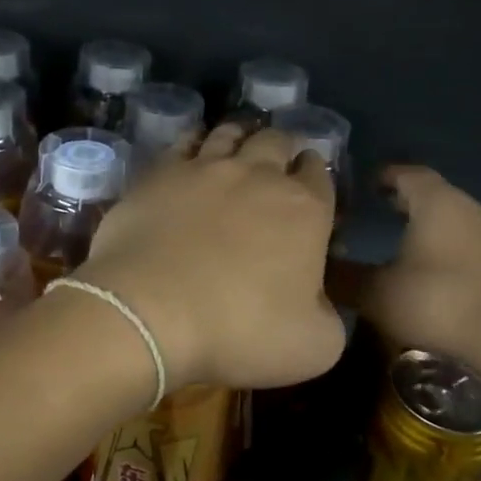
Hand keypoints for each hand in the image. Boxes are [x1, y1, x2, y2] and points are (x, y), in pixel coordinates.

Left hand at [76, 124, 344, 390]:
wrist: (151, 313)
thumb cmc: (240, 330)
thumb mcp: (315, 346)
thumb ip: (329, 316)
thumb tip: (320, 303)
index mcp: (306, 210)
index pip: (321, 175)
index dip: (317, 175)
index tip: (311, 184)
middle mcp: (260, 176)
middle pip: (278, 142)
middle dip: (284, 148)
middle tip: (278, 162)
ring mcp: (207, 168)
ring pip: (231, 134)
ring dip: (242, 136)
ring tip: (240, 144)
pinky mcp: (161, 173)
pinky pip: (183, 142)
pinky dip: (195, 141)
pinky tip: (193, 150)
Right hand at [344, 166, 480, 362]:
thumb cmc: (439, 300)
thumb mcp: (379, 292)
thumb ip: (345, 279)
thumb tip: (318, 270)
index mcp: (435, 201)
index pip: (407, 173)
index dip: (384, 175)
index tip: (363, 184)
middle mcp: (465, 207)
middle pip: (431, 193)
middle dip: (403, 199)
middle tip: (375, 208)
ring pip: (450, 217)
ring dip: (425, 223)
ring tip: (398, 238)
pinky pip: (464, 240)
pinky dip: (443, 245)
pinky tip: (428, 267)